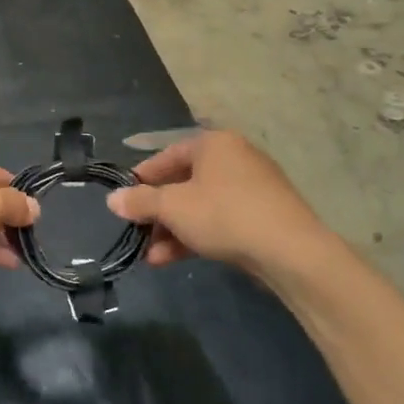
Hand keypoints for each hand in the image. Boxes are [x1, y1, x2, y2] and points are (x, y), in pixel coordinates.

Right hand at [106, 130, 333, 282]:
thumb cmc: (224, 214)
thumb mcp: (173, 207)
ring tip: (151, 256)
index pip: (167, 155)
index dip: (142, 178)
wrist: (291, 252)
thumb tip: (112, 199)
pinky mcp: (263, 216)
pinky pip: (219, 220)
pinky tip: (172, 260)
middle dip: (157, 213)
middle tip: (137, 232)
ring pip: (200, 206)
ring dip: (172, 230)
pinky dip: (196, 236)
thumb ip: (140, 202)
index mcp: (213, 144)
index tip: (124, 200)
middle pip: (183, 183)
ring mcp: (252, 189)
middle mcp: (234, 159)